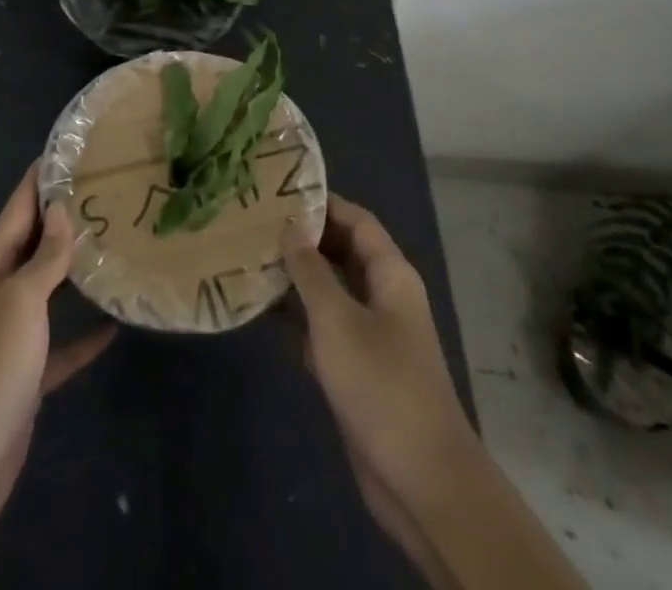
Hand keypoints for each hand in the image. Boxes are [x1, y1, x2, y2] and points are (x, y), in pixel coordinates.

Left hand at [0, 164, 115, 560]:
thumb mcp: (20, 302)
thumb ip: (45, 257)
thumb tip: (62, 209)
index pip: (17, 208)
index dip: (41, 178)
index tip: (70, 149)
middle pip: (33, 243)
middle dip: (64, 218)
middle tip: (107, 191)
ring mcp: (9, 333)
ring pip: (47, 288)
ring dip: (75, 270)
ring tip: (114, 242)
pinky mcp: (25, 372)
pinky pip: (58, 343)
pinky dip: (82, 334)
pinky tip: (114, 325)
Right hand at [285, 195, 480, 576]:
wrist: (421, 481)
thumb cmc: (381, 385)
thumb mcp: (337, 320)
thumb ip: (311, 271)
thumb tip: (291, 227)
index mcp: (391, 275)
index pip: (356, 220)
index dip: (322, 203)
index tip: (279, 190)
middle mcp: (384, 296)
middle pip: (343, 251)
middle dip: (305, 237)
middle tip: (257, 221)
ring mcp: (372, 334)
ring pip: (331, 290)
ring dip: (296, 277)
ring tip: (250, 256)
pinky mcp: (358, 368)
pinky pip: (325, 327)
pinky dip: (298, 317)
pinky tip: (261, 308)